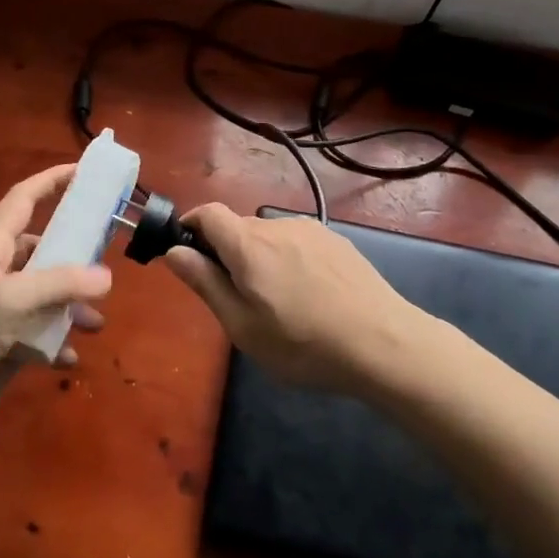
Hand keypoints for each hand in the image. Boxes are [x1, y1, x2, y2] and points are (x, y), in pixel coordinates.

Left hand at [0, 163, 110, 432]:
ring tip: (95, 325)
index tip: (84, 172)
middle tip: (106, 269)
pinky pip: (31, 333)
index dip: (52, 181)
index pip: (24, 198)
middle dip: (74, 260)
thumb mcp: (11, 301)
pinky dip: (51, 342)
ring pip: (41, 296)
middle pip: (41, 251)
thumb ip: (59, 285)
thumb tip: (106, 277)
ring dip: (68, 307)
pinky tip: (67, 357)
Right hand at [163, 204, 423, 394]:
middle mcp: (277, 226)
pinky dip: (288, 260)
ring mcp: (311, 230)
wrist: (385, 344)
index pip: (208, 212)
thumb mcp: (243, 326)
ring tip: (278, 302)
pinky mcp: (336, 241)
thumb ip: (205, 283)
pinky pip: (296, 242)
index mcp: (248, 244)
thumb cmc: (304, 344)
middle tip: (236, 297)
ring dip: (259, 257)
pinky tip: (309, 296)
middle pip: (238, 227)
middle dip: (226, 252)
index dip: (191, 225)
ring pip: (268, 236)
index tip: (187, 252)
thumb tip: (174, 251)